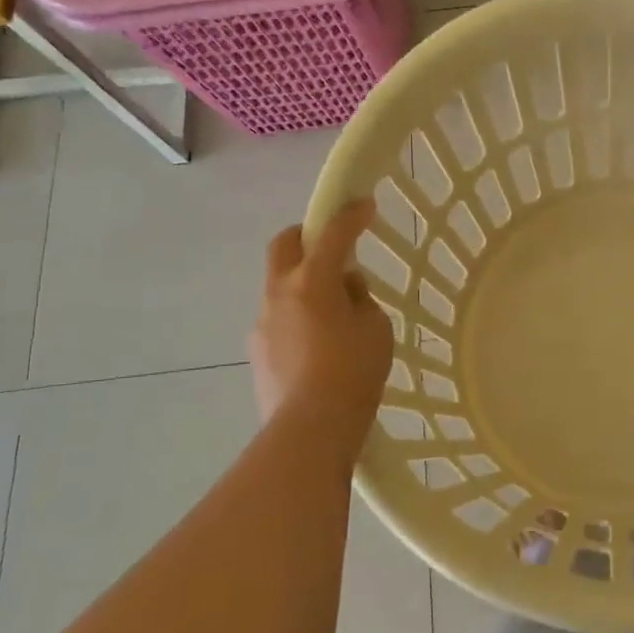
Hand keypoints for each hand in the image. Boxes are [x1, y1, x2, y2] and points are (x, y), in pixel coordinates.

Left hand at [250, 199, 395, 429]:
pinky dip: (299, 316)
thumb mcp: (375, 328)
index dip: (350, 215)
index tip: (365, 204)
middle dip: (308, 236)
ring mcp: (263, 322)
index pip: (333, 234)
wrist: (310, 429)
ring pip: (281, 285)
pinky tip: (319, 345)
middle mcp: (280, 293)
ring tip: (335, 313)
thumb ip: (360, 300)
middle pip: (285, 246)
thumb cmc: (354, 372)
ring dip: (305, 283)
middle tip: (333, 247)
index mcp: (312, 281)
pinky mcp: (258, 351)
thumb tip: (344, 292)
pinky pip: (280, 318)